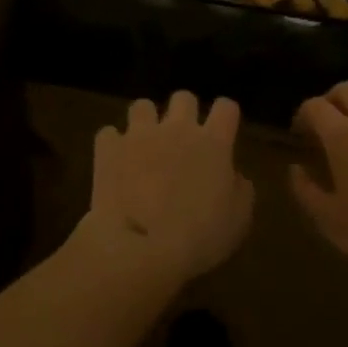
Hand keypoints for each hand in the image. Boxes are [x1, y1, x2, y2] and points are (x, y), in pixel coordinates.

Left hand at [68, 92, 254, 289]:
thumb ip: (239, 189)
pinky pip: (108, 134)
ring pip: (142, 106)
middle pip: (184, 98)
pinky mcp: (109, 149)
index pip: (226, 107)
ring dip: (145, 122)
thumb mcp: (238, 220)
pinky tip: (114, 161)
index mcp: (213, 143)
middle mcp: (178, 129)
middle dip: (184, 112)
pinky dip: (112, 145)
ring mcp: (140, 135)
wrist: (142, 247)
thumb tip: (233, 176)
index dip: (225, 116)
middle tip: (182, 139)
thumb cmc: (199, 237)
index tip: (223, 131)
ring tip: (144, 145)